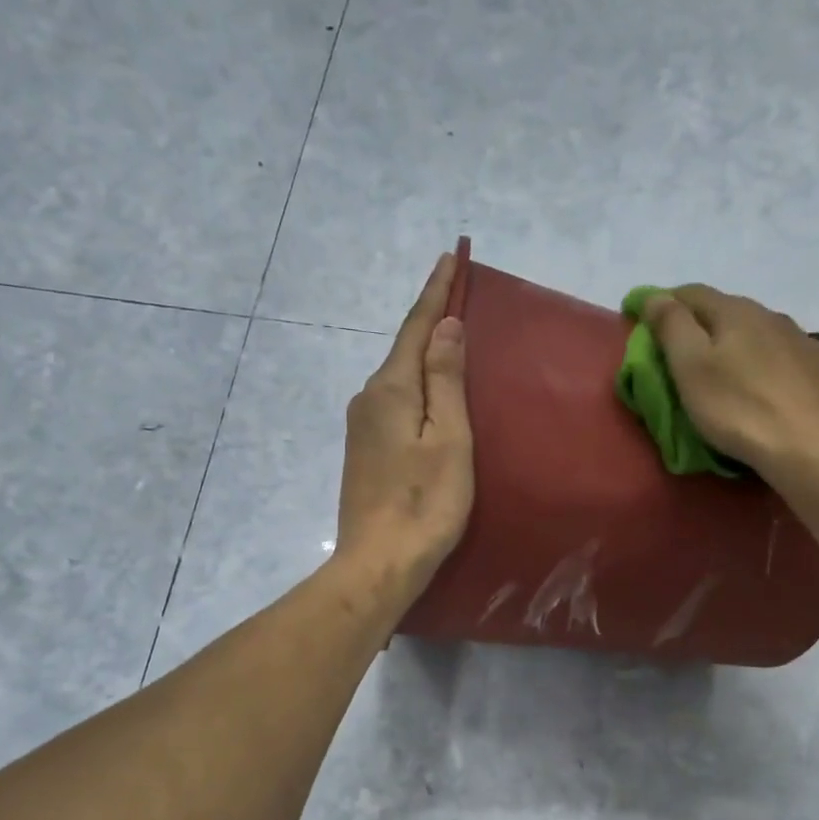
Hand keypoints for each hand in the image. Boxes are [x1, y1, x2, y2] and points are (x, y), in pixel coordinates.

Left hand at [335, 251, 473, 601]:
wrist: (378, 563)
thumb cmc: (425, 503)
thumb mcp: (448, 439)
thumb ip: (446, 380)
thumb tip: (446, 326)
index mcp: (390, 389)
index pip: (416, 327)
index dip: (436, 292)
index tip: (449, 256)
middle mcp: (368, 399)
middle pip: (404, 349)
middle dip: (430, 319)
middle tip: (457, 289)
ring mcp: (361, 427)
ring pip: (399, 378)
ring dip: (424, 354)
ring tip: (450, 335)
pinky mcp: (364, 451)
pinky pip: (395, 403)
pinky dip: (416, 386)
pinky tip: (430, 392)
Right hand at [643, 285, 818, 472]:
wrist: (806, 444)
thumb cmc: (736, 407)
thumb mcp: (690, 367)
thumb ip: (671, 326)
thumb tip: (655, 296)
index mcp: (734, 311)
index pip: (691, 293)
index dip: (664, 303)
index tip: (643, 320)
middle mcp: (771, 315)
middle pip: (727, 310)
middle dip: (702, 324)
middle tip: (682, 351)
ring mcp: (802, 340)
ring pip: (760, 331)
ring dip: (739, 341)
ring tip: (727, 367)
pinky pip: (788, 355)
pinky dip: (770, 361)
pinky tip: (769, 380)